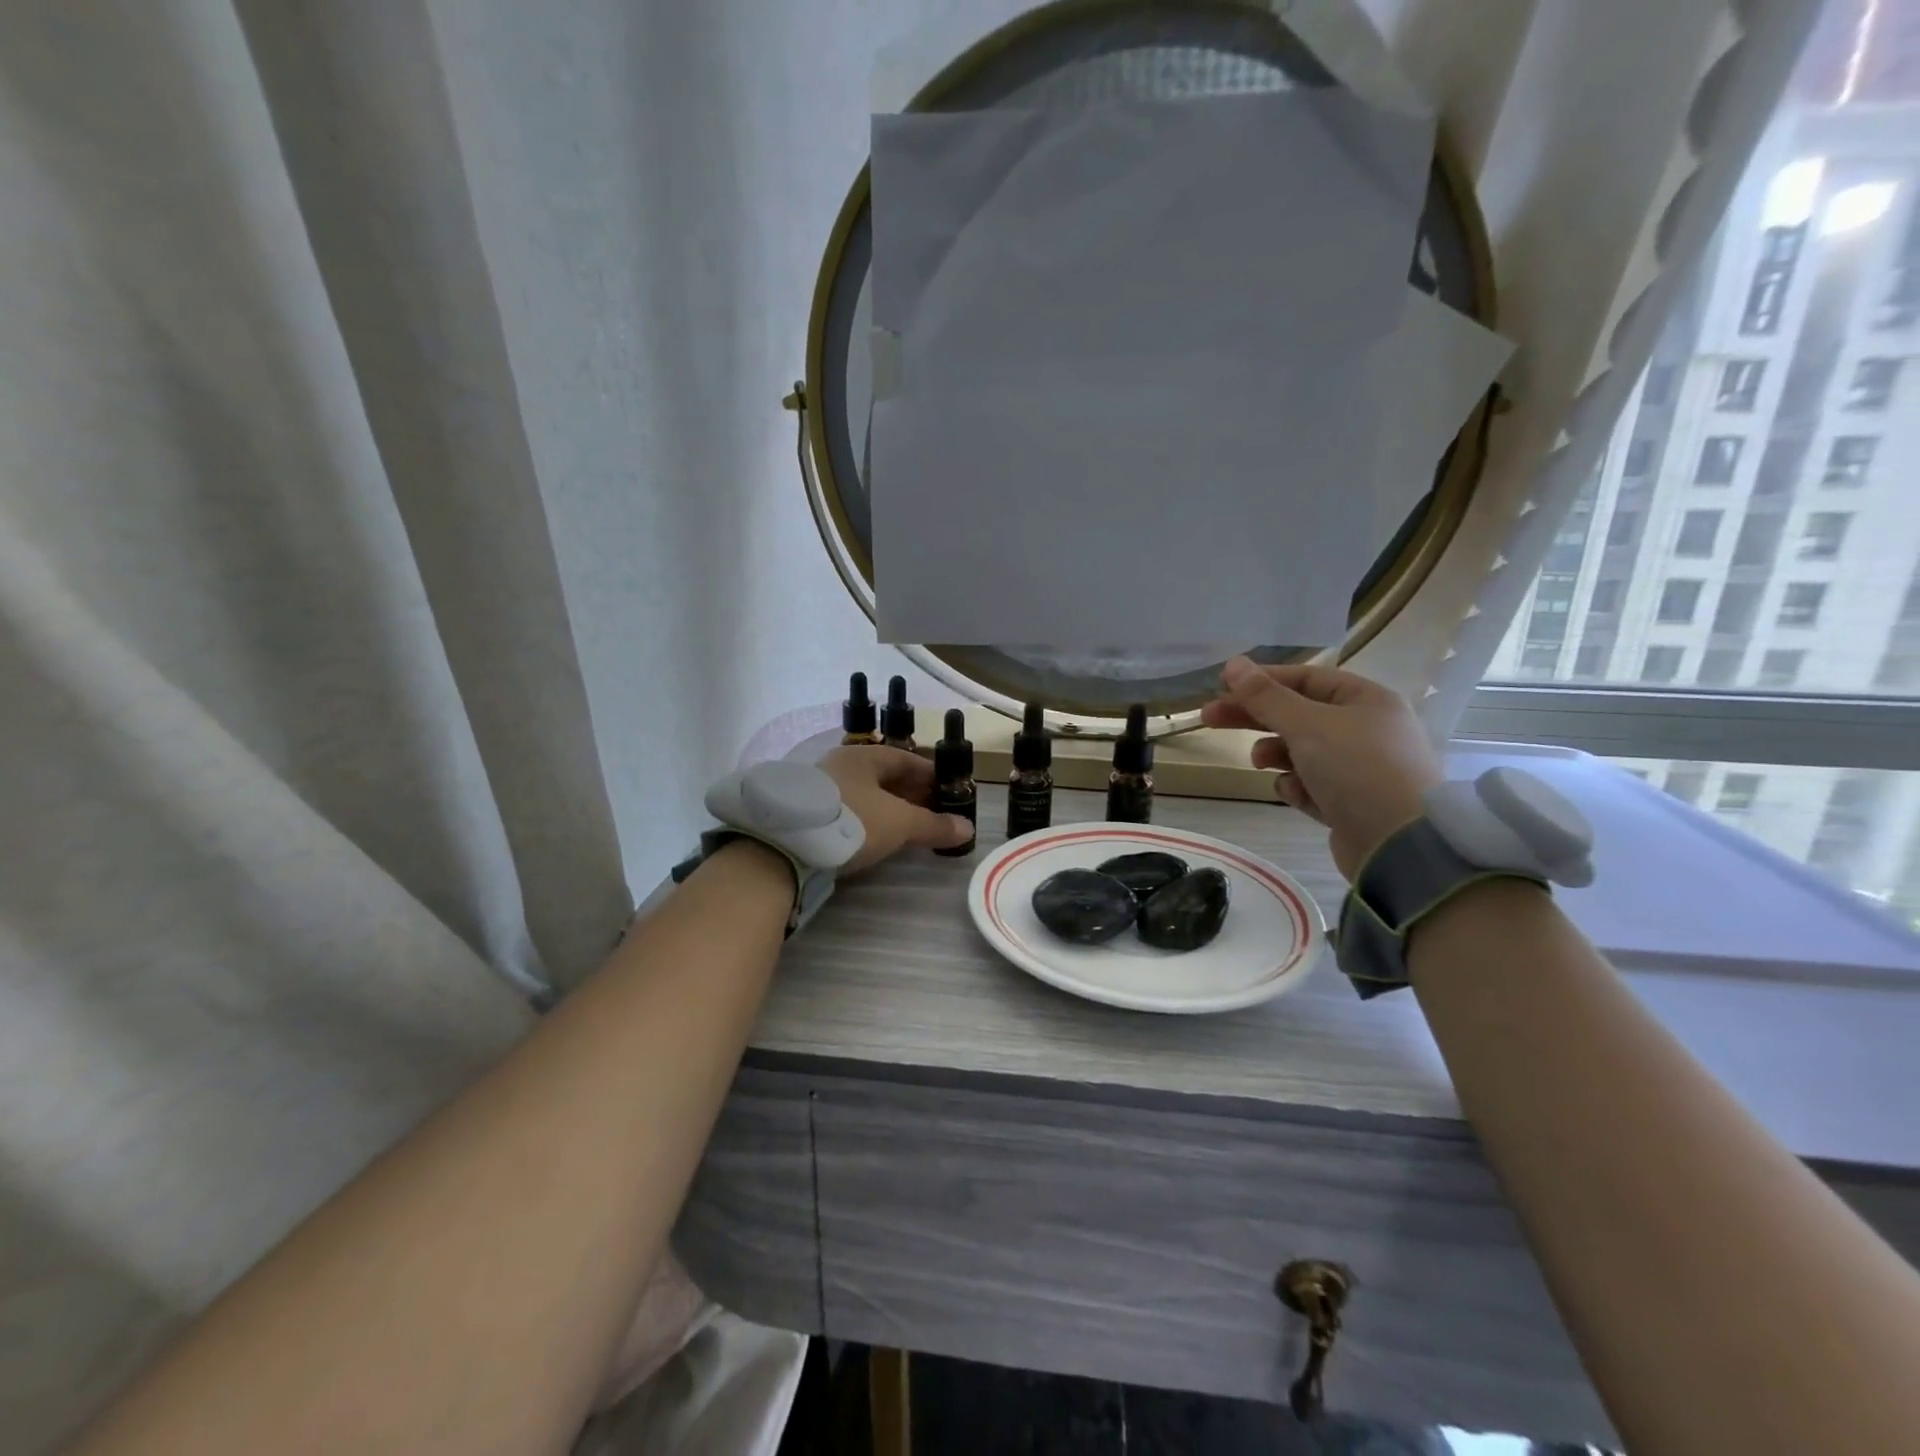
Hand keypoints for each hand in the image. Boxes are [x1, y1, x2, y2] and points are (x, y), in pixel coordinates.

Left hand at [820, 745, 972, 874]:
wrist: (787, 845)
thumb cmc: (852, 820)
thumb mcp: (900, 823)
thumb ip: (934, 825)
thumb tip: (968, 828)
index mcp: (862, 756)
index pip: (904, 758)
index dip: (928, 773)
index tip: (946, 788)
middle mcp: (839, 765)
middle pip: (882, 776)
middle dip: (909, 792)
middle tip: (930, 810)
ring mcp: (819, 789)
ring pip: (863, 794)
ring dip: (886, 807)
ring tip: (905, 826)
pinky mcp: (805, 813)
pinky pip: (846, 811)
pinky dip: (865, 820)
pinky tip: (872, 836)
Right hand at [1201, 657, 1442, 880]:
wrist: (1399, 845)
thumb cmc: (1357, 769)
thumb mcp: (1307, 724)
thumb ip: (1266, 696)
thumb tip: (1234, 664)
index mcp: (1366, 700)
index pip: (1306, 678)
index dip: (1263, 680)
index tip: (1222, 686)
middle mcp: (1365, 729)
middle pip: (1297, 714)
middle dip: (1255, 717)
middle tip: (1209, 719)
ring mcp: (1358, 768)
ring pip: (1300, 751)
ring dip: (1276, 754)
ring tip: (1262, 763)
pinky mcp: (1349, 803)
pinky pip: (1310, 785)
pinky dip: (1297, 787)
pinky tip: (1297, 795)